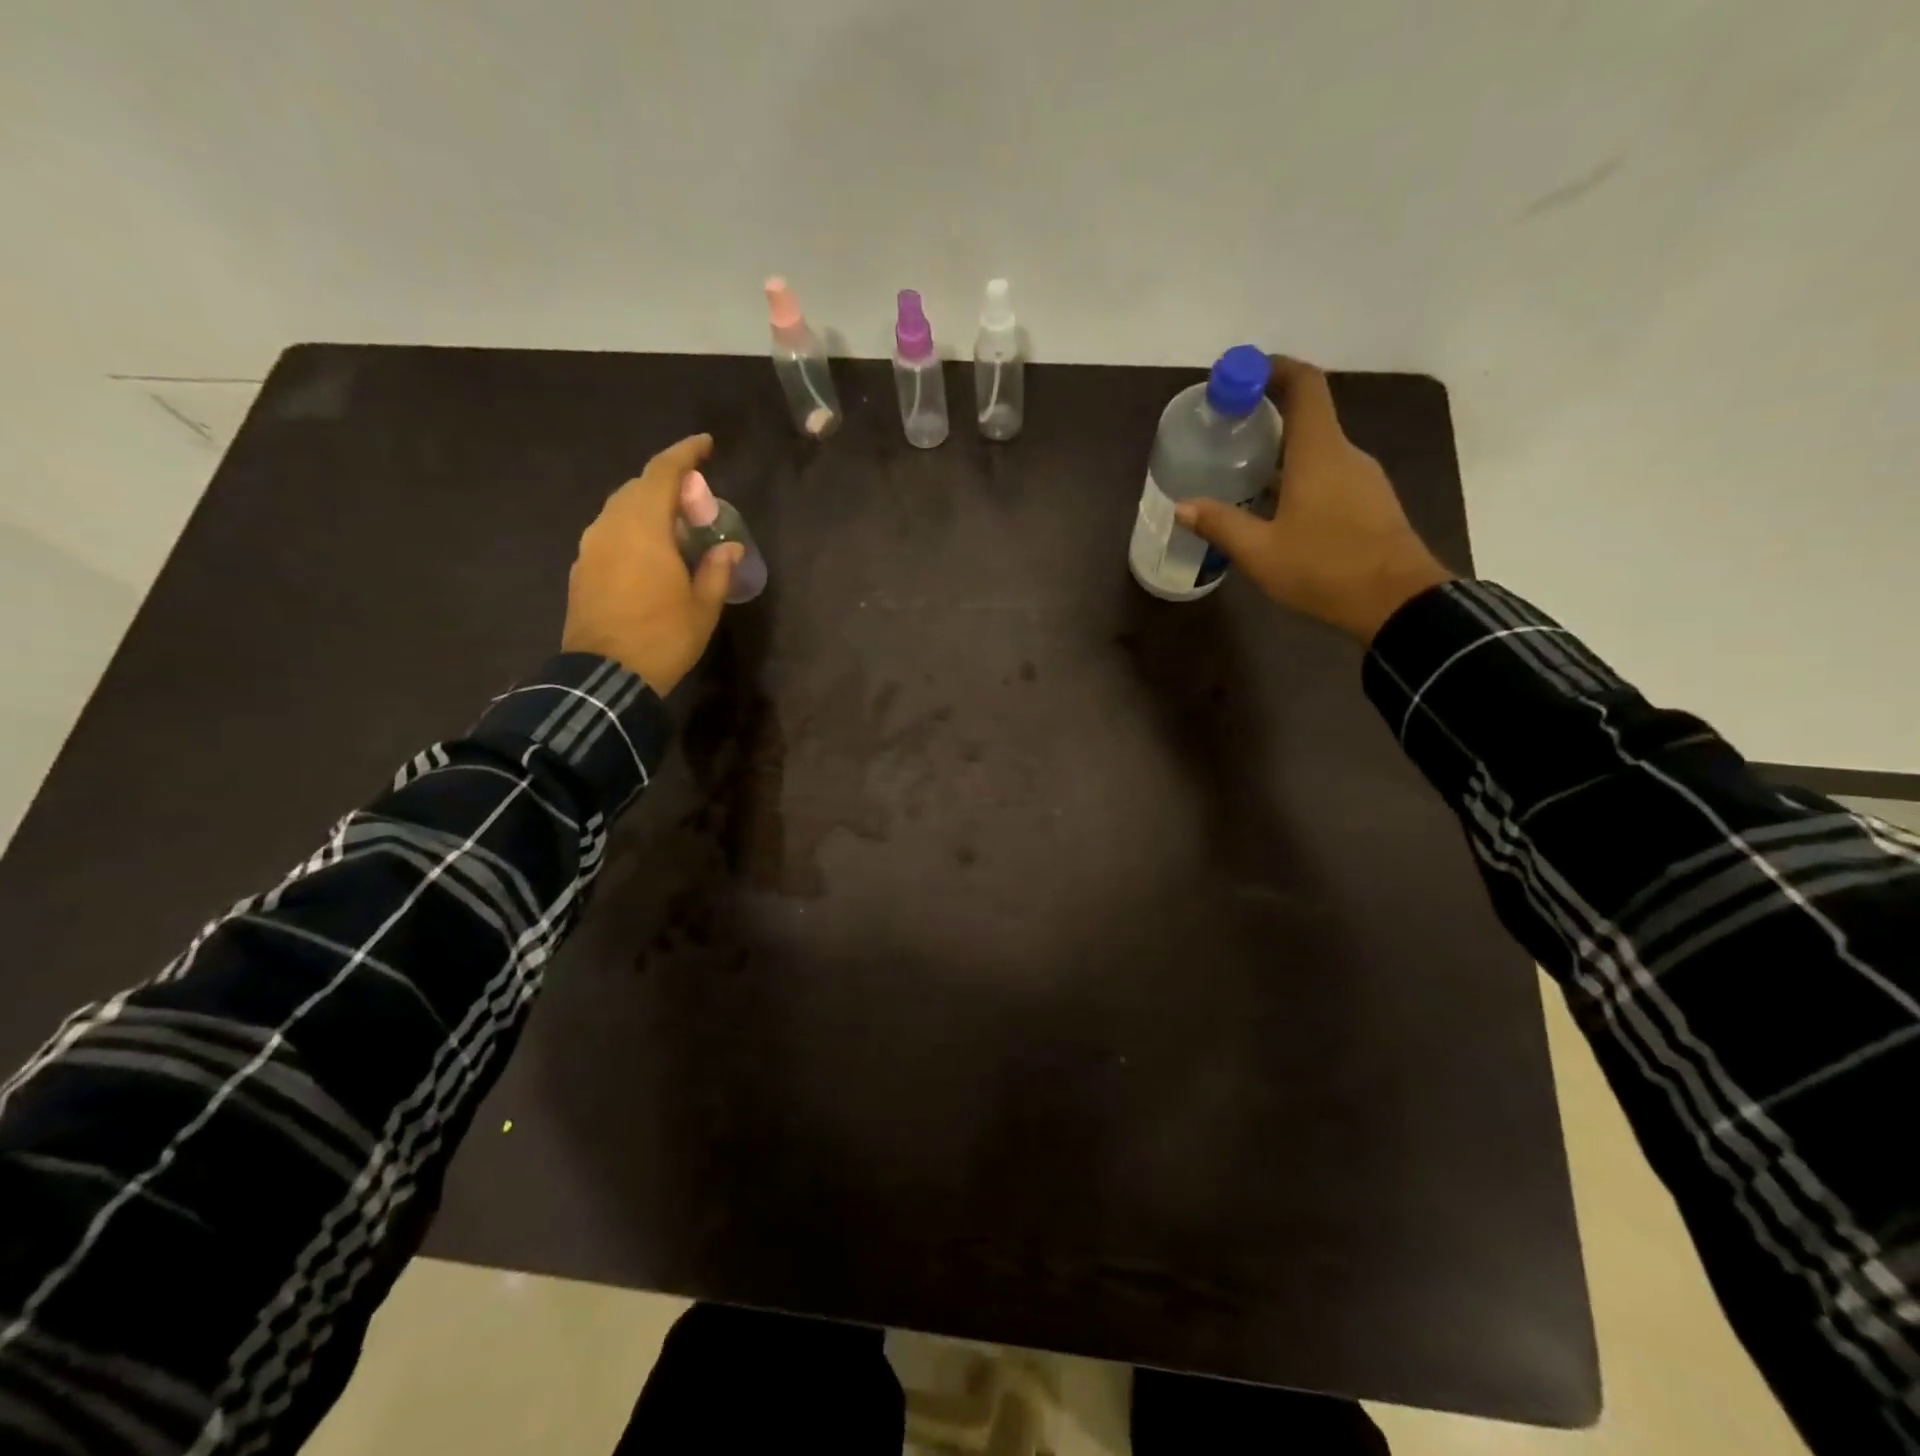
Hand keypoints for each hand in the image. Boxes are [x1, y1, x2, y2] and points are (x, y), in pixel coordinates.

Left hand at [561, 434, 743, 693]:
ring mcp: (590, 547)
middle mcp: (611, 526)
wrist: (605, 676)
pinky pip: (610, 534)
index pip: (663, 473)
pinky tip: (650, 557)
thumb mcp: (703, 606)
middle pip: (639, 487)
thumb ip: (716, 569)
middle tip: (698, 506)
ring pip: (621, 510)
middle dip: (669, 486)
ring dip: (649, 509)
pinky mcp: (581, 568)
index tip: (706, 444)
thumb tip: (729, 548)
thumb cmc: (663, 637)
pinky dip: (633, 532)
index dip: (686, 454)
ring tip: (676, 532)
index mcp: (644, 527)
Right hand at [1175, 358, 1452, 642]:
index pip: (1304, 385)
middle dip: (1267, 416)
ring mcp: (1362, 479)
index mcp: (1319, 452)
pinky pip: (1329, 475)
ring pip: (1317, 451)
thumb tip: (1182, 506)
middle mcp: (1345, 454)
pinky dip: (1299, 477)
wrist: (1397, 602)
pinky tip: (1276, 508)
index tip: (1241, 373)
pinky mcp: (1370, 503)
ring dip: (1281, 454)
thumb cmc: (1325, 568)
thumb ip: (1220, 524)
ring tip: (1243, 475)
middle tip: (1227, 432)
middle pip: (1307, 417)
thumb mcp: (1260, 552)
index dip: (1274, 369)